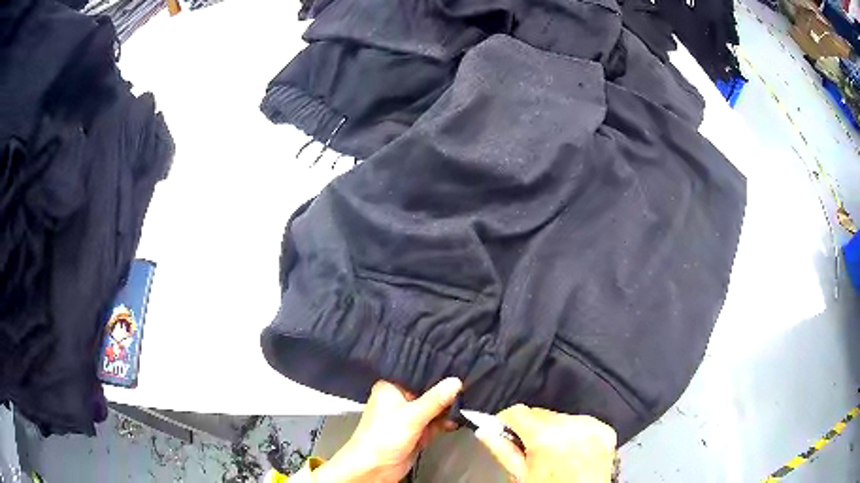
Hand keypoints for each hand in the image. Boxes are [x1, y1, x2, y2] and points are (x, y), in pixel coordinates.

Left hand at [314, 378, 462, 482]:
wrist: (375, 467)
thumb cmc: (384, 436)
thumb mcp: (412, 416)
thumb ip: (435, 399)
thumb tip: (456, 382)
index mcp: (391, 388)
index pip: (417, 373)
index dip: (436, 372)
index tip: (458, 366)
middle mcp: (399, 399)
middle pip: (427, 391)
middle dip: (445, 393)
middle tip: (467, 388)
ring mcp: (408, 416)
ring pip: (433, 408)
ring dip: (446, 410)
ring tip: (464, 406)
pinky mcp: (415, 431)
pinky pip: (433, 423)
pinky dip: (443, 423)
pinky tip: (455, 421)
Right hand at [476, 405, 616, 482]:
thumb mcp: (521, 475)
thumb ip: (503, 450)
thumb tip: (484, 431)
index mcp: (546, 437)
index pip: (518, 411)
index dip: (506, 421)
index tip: (502, 430)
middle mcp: (572, 425)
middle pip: (540, 413)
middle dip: (531, 427)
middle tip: (529, 449)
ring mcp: (592, 427)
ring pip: (561, 416)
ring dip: (553, 429)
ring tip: (553, 451)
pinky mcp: (606, 430)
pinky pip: (582, 422)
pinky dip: (574, 432)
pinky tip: (571, 450)